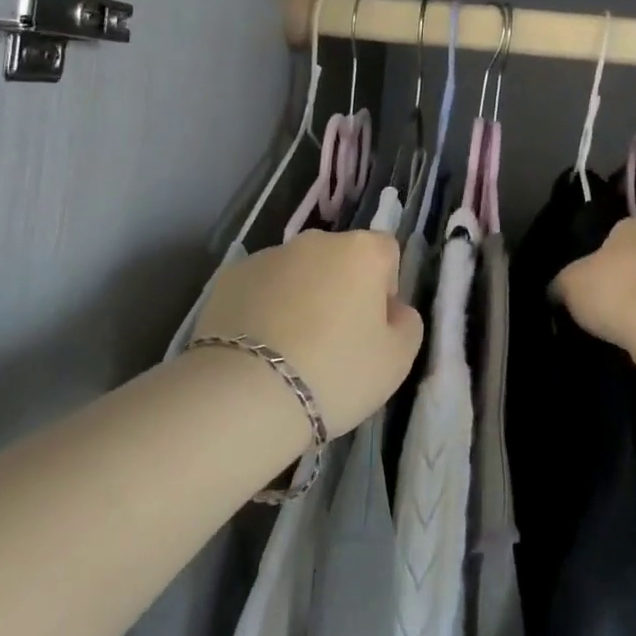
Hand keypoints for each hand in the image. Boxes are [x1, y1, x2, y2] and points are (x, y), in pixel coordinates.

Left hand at [194, 229, 422, 434]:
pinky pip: (259, 288)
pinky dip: (263, 308)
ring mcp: (268, 255)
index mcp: (361, 251)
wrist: (245, 394)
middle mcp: (315, 241)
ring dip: (300, 297)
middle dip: (340, 290)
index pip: (386, 252)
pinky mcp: (229, 277)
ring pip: (297, 272)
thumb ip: (406, 324)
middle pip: (339, 259)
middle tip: (333, 342)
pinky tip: (257, 349)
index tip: (373, 326)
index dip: (385, 287)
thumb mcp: (397, 360)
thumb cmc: (335, 373)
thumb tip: (392, 310)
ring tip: (289, 351)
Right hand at [551, 217, 635, 360]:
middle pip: (632, 259)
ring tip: (611, 324)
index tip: (584, 277)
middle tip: (594, 300)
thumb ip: (561, 283)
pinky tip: (632, 336)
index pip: (612, 233)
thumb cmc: (613, 290)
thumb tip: (556, 292)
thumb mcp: (568, 283)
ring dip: (634, 301)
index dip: (595, 254)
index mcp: (634, 225)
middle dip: (617, 278)